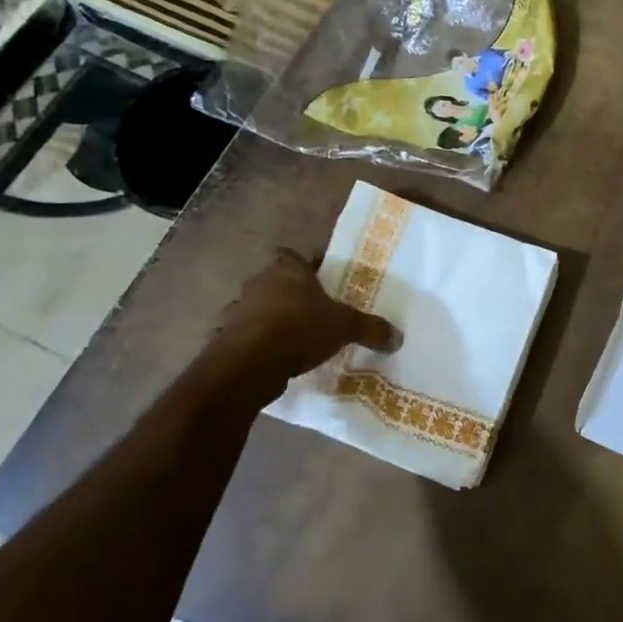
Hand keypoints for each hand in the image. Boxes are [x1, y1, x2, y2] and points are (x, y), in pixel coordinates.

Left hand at [188, 249, 398, 398]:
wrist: (248, 365)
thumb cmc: (299, 329)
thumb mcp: (344, 327)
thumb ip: (370, 329)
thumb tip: (398, 338)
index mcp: (287, 270)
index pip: (293, 256)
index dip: (306, 266)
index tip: (321, 281)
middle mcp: (258, 283)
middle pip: (275, 282)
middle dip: (291, 295)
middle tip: (313, 312)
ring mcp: (237, 310)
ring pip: (257, 308)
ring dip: (270, 319)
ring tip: (293, 338)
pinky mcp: (224, 338)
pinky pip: (244, 336)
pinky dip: (255, 344)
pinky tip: (272, 359)